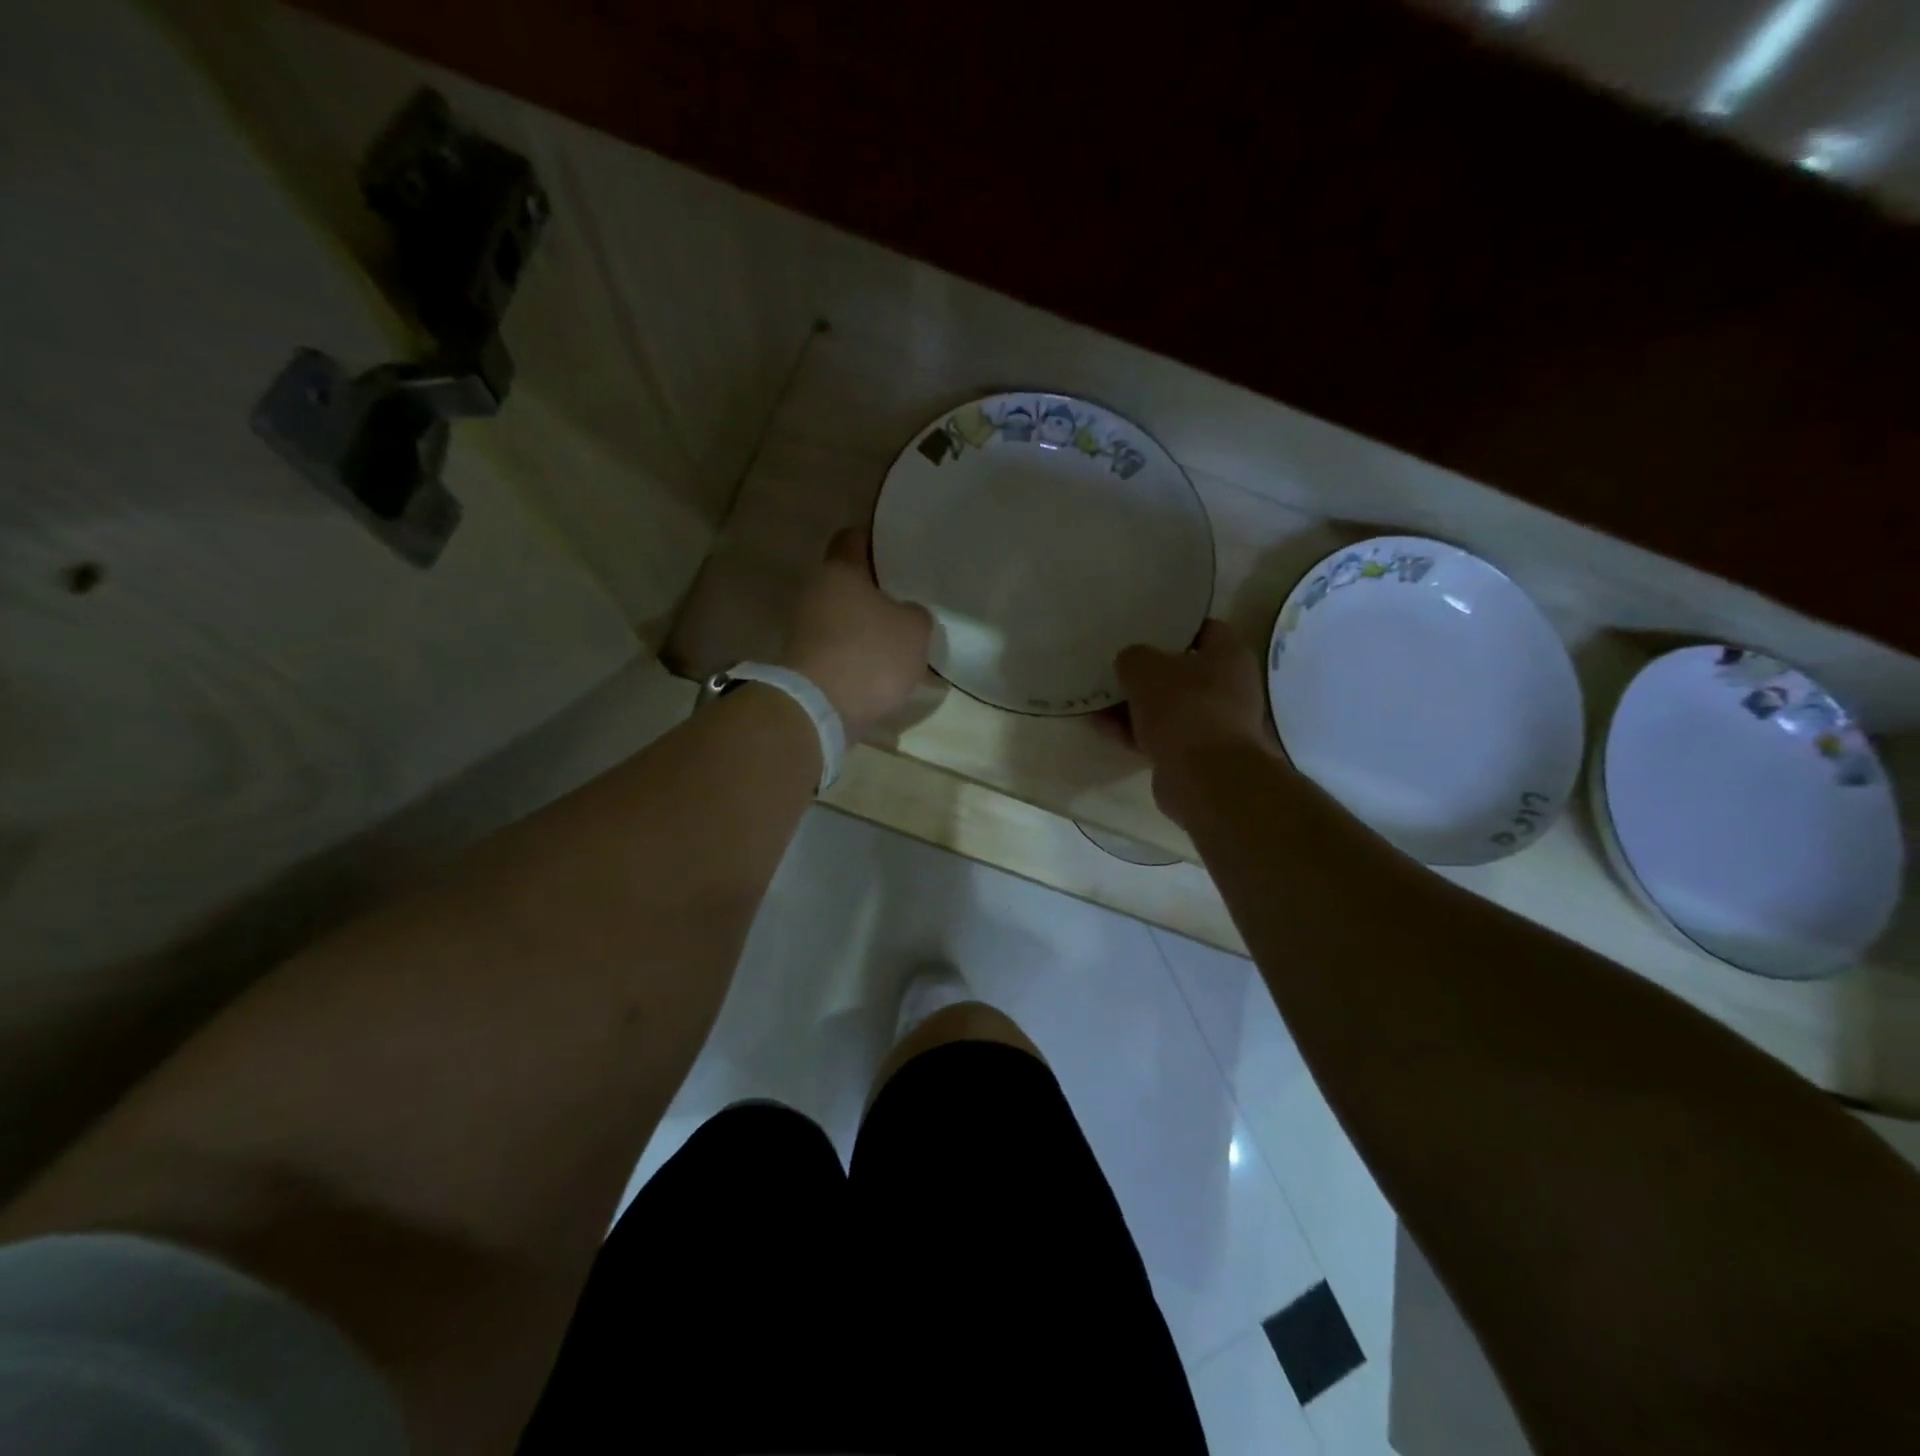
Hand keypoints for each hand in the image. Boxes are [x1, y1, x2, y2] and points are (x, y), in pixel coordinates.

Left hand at [782, 529, 932, 740]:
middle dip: (876, 591)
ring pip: (842, 616)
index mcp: (839, 570)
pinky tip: (881, 670)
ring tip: (899, 640)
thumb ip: (915, 613)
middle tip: (907, 600)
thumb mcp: (914, 630)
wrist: (819, 710)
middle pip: (848, 582)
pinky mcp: (804, 662)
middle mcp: (815, 591)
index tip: (899, 553)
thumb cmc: (869, 655)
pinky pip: (838, 648)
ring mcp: (804, 628)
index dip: (878, 542)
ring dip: (866, 627)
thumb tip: (906, 613)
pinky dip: (856, 655)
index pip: (854, 538)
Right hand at [1116, 620, 1278, 824]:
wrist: (1204, 777)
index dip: (1172, 627)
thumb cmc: (1183, 708)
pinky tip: (1103, 728)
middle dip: (1147, 672)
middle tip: (1115, 666)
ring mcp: (1214, 724)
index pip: (1203, 629)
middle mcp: (1229, 687)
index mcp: (1229, 655)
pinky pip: (1161, 735)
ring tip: (1098, 700)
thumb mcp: (1144, 669)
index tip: (1142, 629)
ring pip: (1168, 706)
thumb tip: (1130, 663)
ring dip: (1135, 705)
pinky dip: (1134, 731)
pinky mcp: (1197, 755)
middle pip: (1182, 672)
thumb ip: (1133, 657)